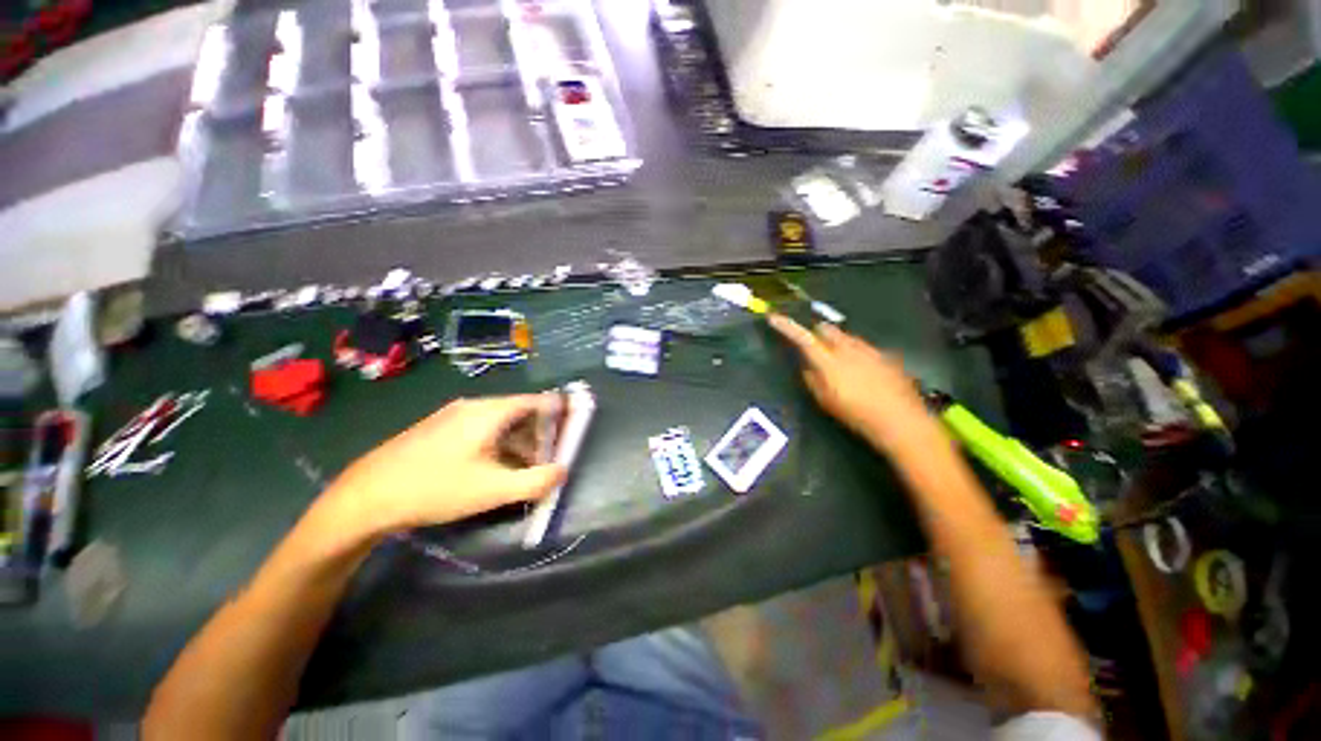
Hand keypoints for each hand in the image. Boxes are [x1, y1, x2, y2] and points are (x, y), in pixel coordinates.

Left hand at [325, 394, 566, 538]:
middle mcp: (473, 406)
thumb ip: (536, 481)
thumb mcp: (493, 490)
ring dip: (518, 442)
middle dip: (540, 434)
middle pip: (520, 412)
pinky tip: (492, 469)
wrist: (364, 497)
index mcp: (490, 411)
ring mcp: (452, 416)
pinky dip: (498, 444)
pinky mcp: (438, 429)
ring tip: (524, 469)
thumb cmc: (435, 488)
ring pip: (499, 423)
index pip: (537, 401)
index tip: (575, 423)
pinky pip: (480, 430)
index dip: (560, 410)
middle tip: (549, 457)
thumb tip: (563, 470)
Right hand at [768, 314, 932, 449]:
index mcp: (829, 361)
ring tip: (841, 363)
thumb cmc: (856, 414)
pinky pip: (865, 348)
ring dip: (838, 343)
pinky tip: (864, 372)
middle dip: (817, 333)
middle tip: (814, 347)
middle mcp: (849, 348)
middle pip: (827, 329)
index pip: (802, 338)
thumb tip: (807, 367)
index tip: (774, 318)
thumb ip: (811, 380)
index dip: (787, 327)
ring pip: (847, 337)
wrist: (900, 420)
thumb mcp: (825, 401)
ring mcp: (870, 350)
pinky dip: (858, 354)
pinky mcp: (886, 356)